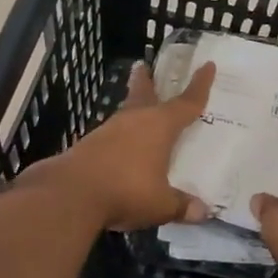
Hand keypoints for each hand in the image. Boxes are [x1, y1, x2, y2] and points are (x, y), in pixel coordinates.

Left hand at [27, 60, 215, 231]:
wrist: (70, 194)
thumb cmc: (126, 190)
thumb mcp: (161, 204)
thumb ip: (181, 205)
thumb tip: (203, 212)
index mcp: (159, 126)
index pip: (186, 103)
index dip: (200, 85)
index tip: (207, 65)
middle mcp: (134, 121)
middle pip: (143, 94)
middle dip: (146, 81)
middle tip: (144, 66)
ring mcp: (108, 131)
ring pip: (126, 113)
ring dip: (132, 108)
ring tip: (138, 110)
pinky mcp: (89, 145)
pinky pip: (112, 135)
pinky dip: (121, 136)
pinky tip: (121, 148)